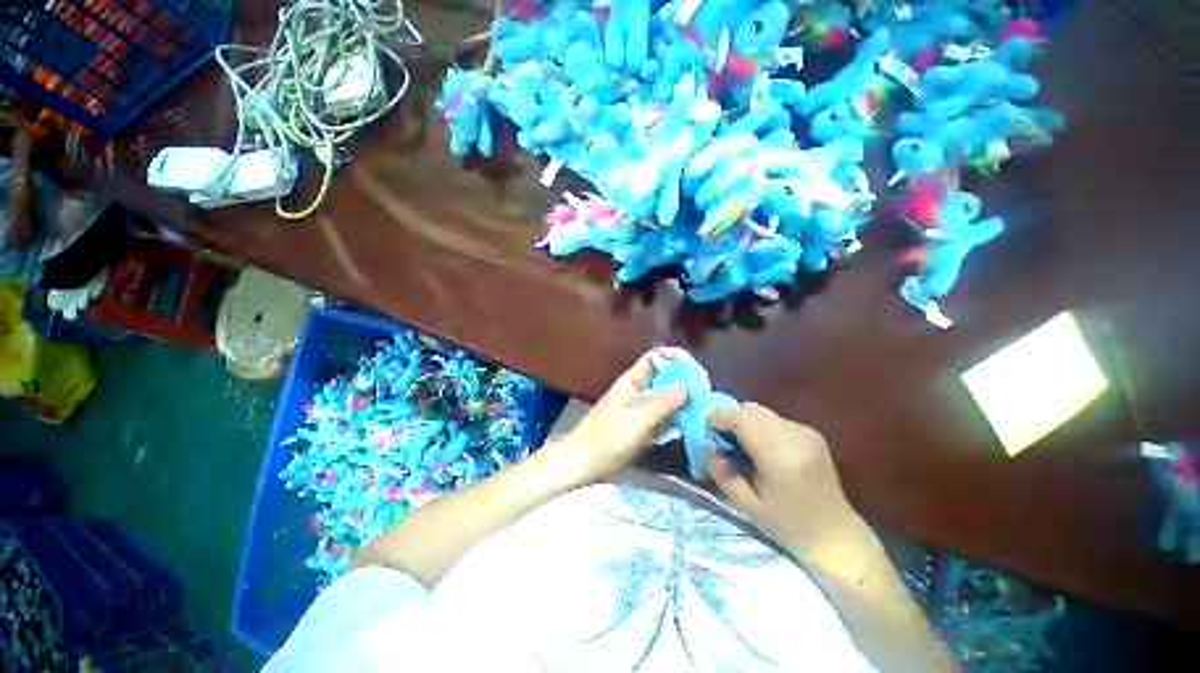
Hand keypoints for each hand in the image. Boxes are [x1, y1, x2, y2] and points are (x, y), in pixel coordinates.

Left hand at [547, 348, 688, 484]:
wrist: (582, 462)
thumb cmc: (608, 438)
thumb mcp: (638, 420)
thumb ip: (663, 402)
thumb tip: (687, 386)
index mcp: (632, 380)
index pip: (655, 357)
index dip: (675, 357)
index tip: (695, 369)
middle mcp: (636, 389)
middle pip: (663, 376)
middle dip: (683, 380)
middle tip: (704, 392)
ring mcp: (638, 407)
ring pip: (664, 395)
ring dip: (681, 399)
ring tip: (702, 407)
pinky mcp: (639, 423)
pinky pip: (661, 413)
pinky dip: (674, 415)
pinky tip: (688, 423)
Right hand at [707, 403, 869, 564]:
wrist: (836, 536)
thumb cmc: (789, 526)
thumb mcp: (747, 506)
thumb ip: (723, 473)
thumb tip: (709, 447)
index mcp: (779, 455)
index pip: (742, 418)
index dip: (719, 416)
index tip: (705, 426)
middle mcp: (795, 436)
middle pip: (752, 409)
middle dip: (731, 418)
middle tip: (721, 438)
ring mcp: (806, 432)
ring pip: (762, 412)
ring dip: (746, 422)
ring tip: (741, 446)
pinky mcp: (812, 434)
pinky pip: (775, 420)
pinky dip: (761, 427)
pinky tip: (763, 450)